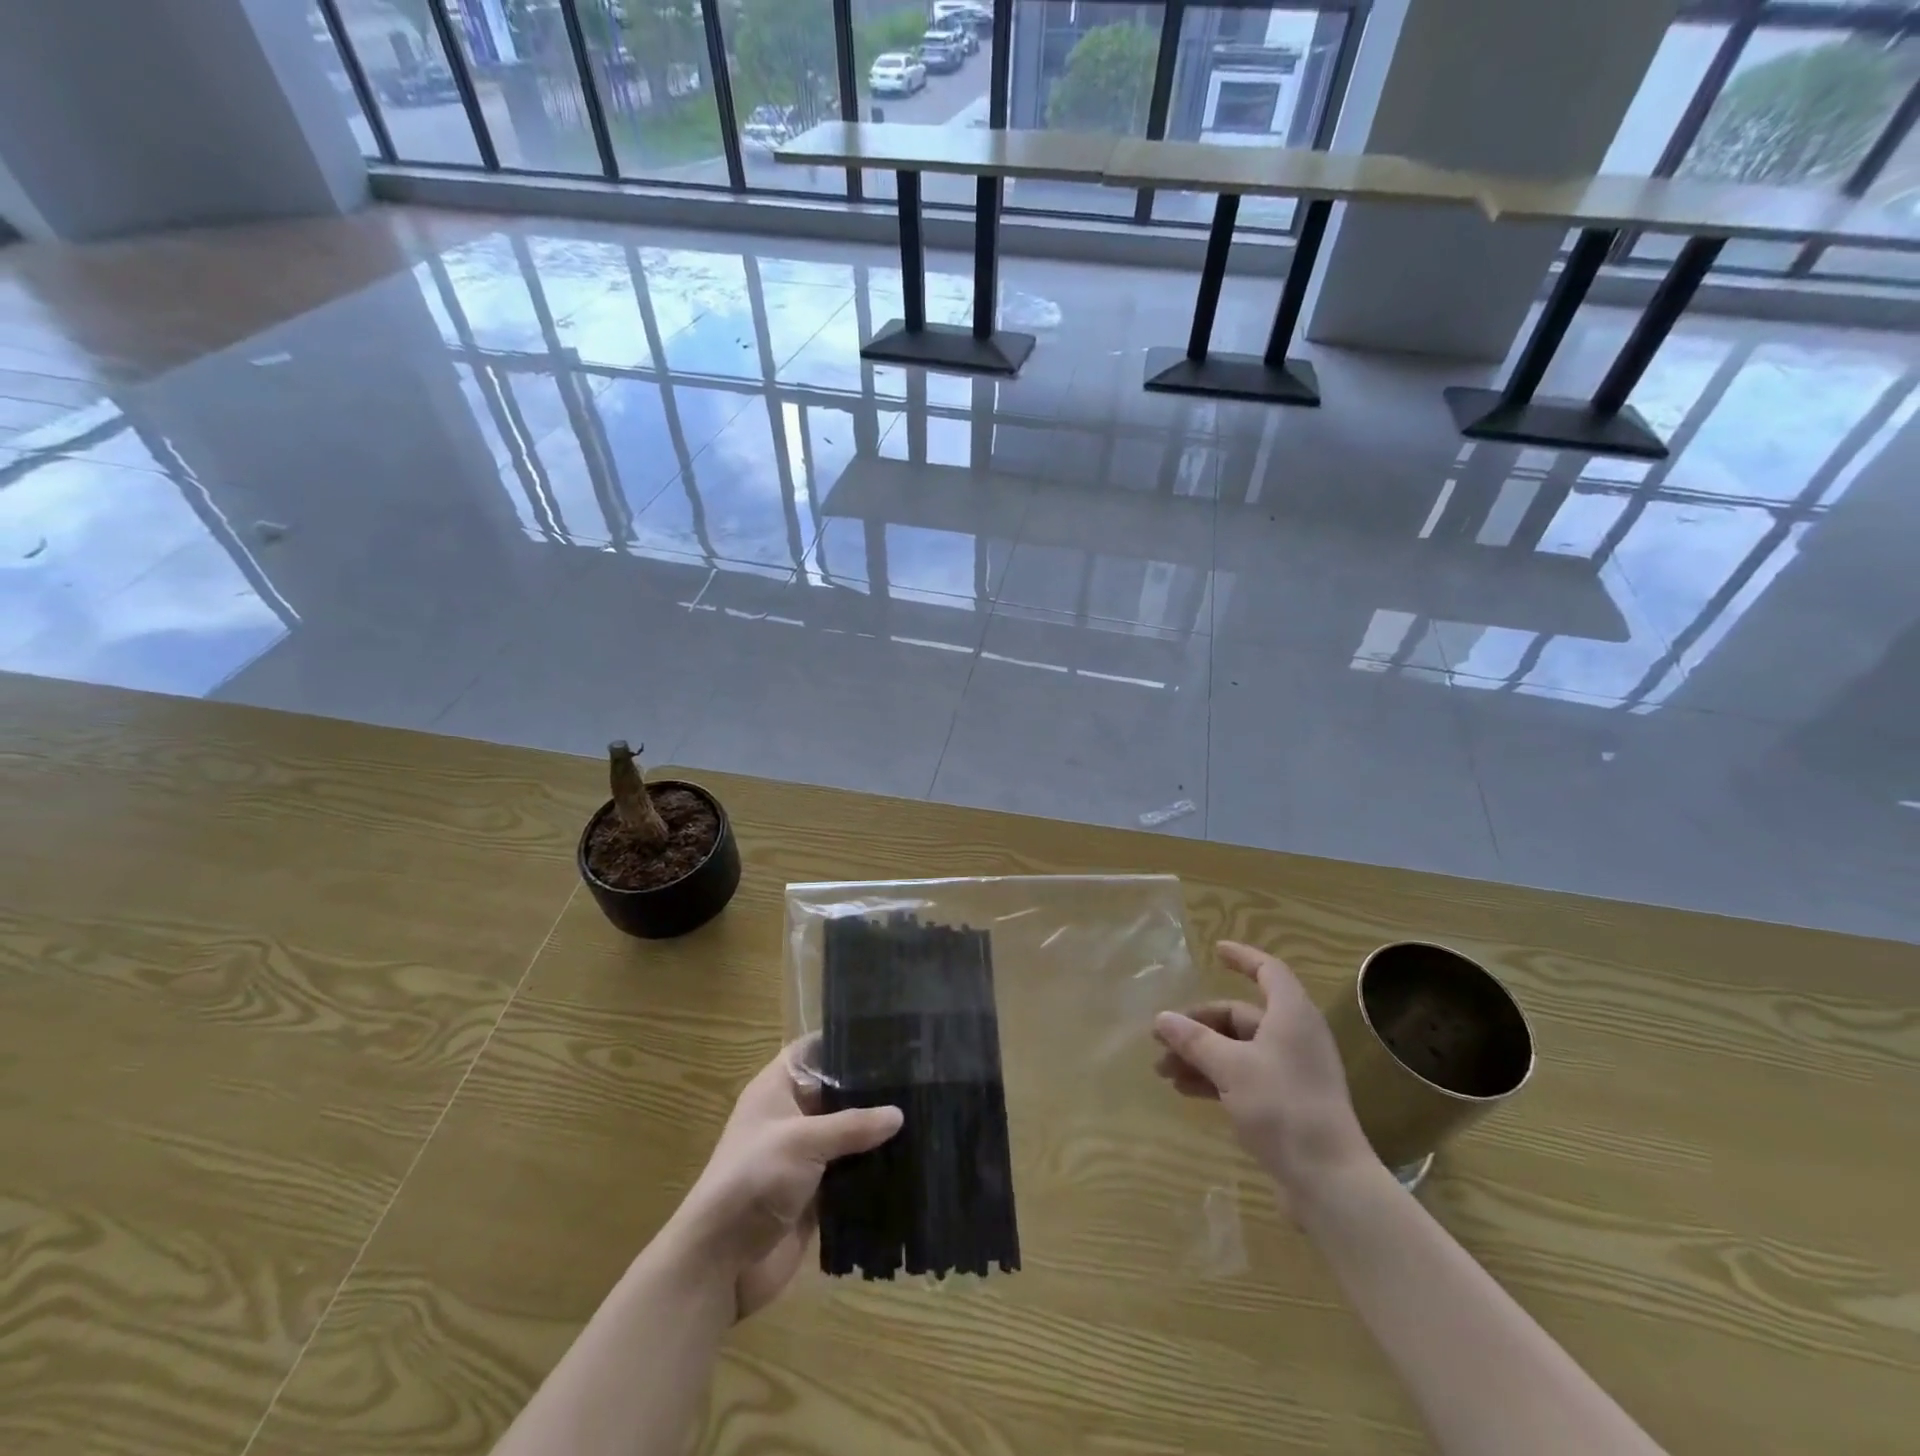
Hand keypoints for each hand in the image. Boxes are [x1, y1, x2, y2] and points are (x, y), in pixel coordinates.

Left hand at [671, 1041, 901, 1319]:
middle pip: (837, 1092)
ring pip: (848, 1134)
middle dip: (871, 1089)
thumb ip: (852, 1125)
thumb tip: (898, 1114)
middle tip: (919, 1078)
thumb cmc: (754, 1180)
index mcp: (777, 1089)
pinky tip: (910, 1161)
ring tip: (925, 1115)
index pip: (813, 1050)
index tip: (887, 1037)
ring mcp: (804, 1156)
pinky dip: (873, 1169)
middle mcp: (792, 1116)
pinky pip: (851, 1172)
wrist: (720, 1264)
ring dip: (876, 1133)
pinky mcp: (816, 1193)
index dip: (844, 1041)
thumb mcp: (803, 1141)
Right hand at [1152, 942, 1373, 1202]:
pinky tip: (1184, 1090)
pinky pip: (1242, 1076)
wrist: (1329, 1182)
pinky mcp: (1286, 1103)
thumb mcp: (1230, 1068)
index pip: (1268, 971)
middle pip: (1240, 1016)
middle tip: (1161, 1036)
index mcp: (1291, 1016)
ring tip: (1163, 1070)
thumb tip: (1161, 1018)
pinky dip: (1214, 1078)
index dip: (1242, 958)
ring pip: (1236, 1049)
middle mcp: (1294, 1037)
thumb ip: (1194, 1040)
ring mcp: (1291, 1072)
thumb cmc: (1282, 1108)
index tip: (1215, 950)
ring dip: (1200, 1054)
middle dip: (1198, 1024)